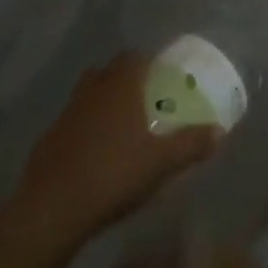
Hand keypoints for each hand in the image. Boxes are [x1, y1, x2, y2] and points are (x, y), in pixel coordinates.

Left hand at [18, 52, 221, 235]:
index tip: (161, 78)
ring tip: (120, 127)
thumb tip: (220, 131)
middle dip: (126, 80)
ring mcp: (66, 113)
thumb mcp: (161, 162)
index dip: (149, 63)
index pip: (135, 57)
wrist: (50, 210)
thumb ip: (191, 144)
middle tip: (144, 101)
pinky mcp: (47, 139)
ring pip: (88, 94)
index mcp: (120, 84)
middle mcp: (93, 89)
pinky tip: (93, 155)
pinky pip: (72, 123)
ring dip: (103, 103)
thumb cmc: (113, 174)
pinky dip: (83, 129)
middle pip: (110, 71)